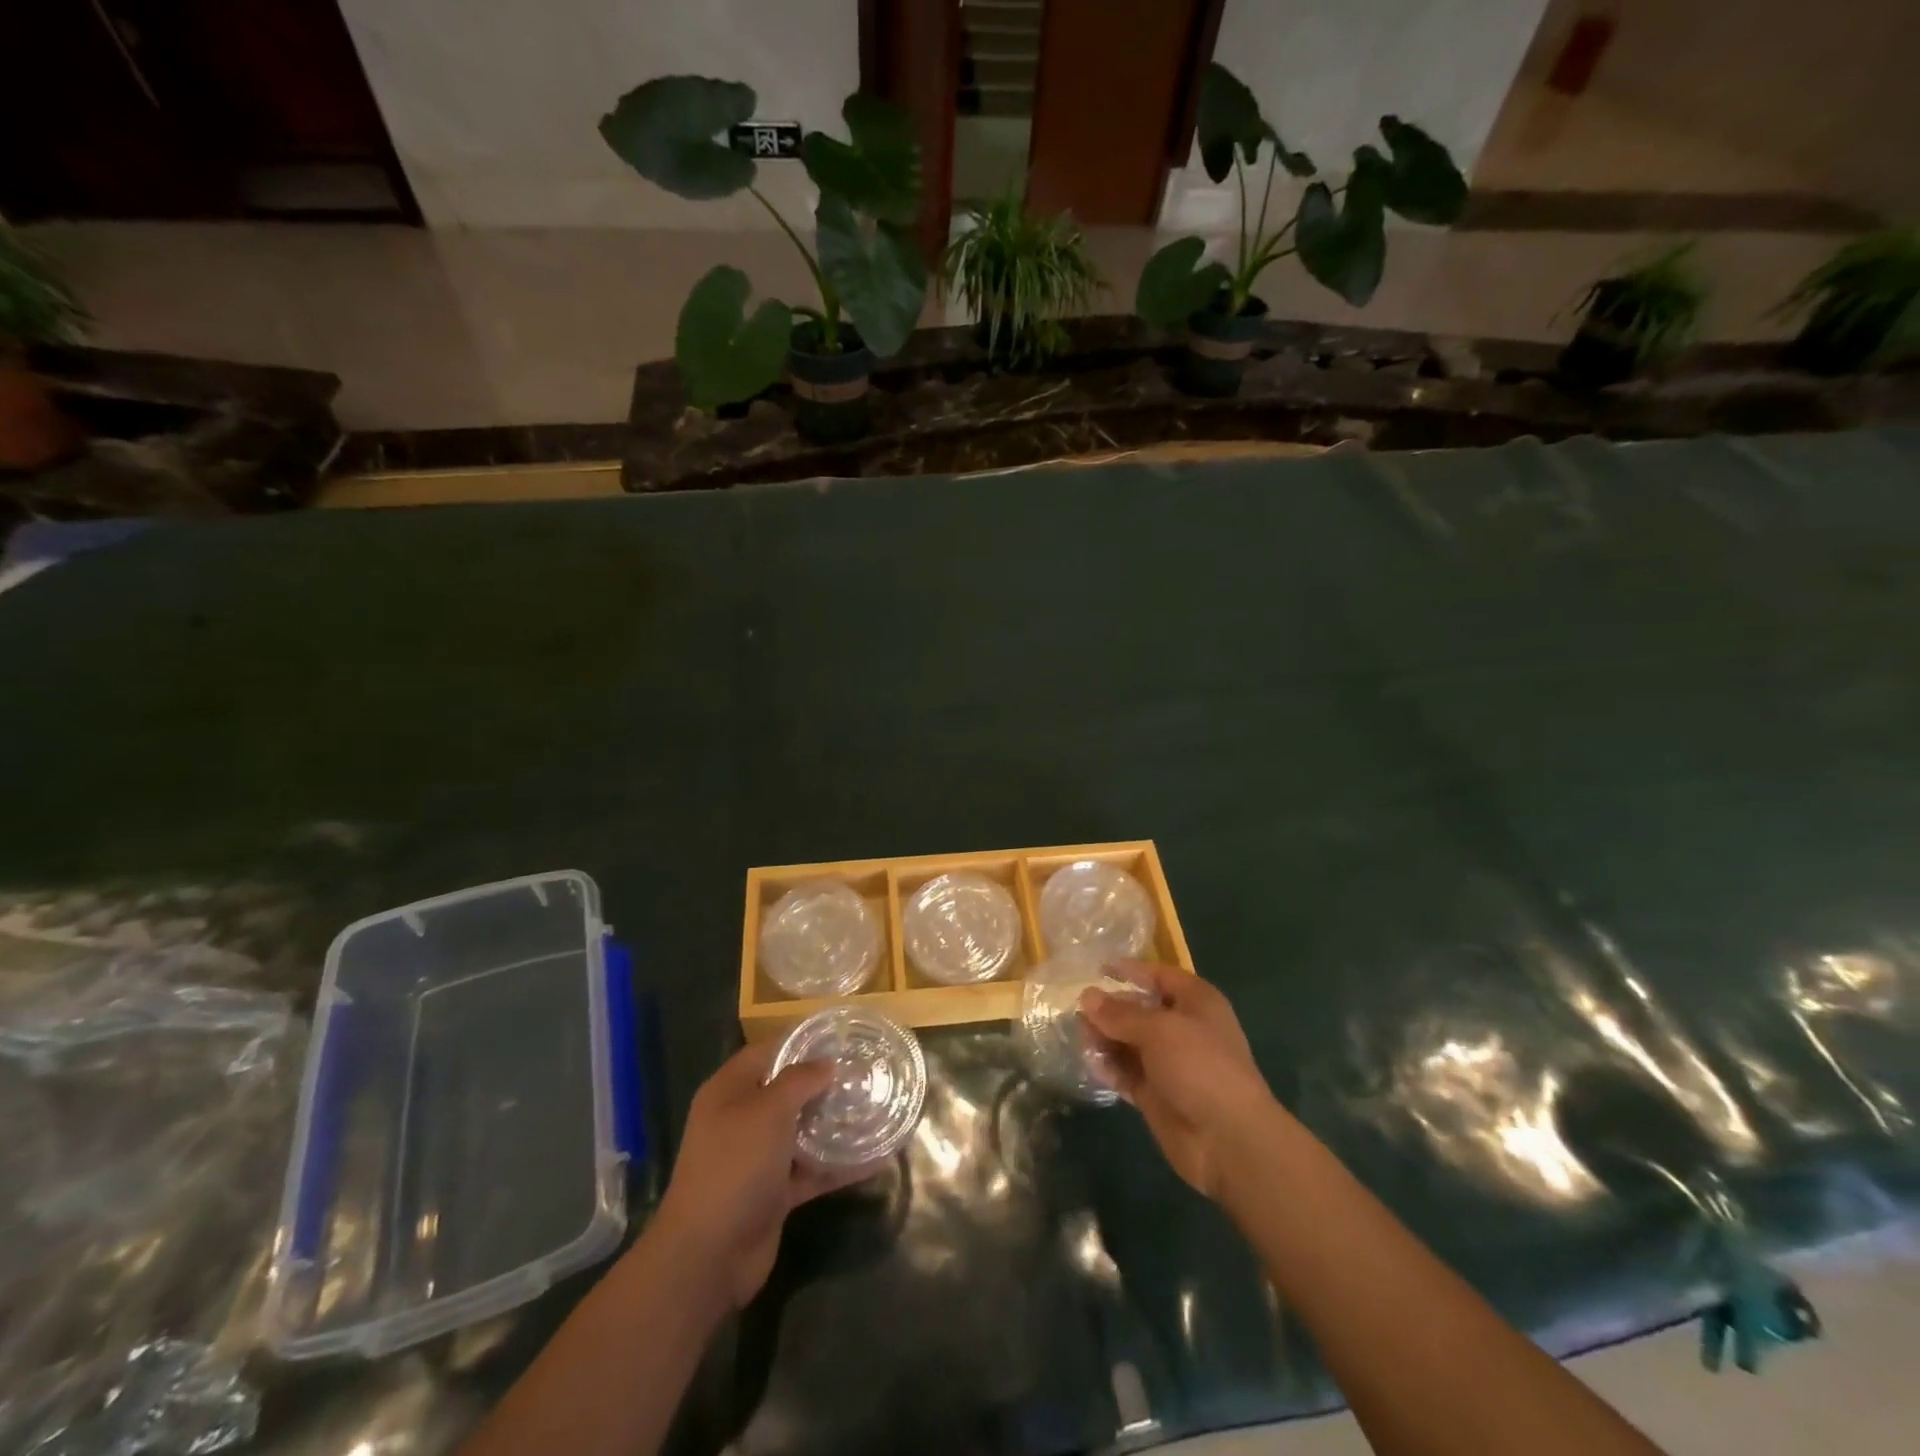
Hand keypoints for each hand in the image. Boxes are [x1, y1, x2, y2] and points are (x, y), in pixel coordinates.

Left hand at [651, 1040, 880, 1308]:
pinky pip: (812, 1170)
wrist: (708, 1256)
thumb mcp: (767, 1111)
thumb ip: (799, 1081)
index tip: (841, 1037)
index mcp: (730, 1090)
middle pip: (788, 1091)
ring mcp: (758, 1158)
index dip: (802, 1041)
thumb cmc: (734, 1166)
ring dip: (835, 1123)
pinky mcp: (774, 1192)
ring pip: (803, 1131)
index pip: (768, 1051)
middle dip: (824, 1082)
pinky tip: (876, 1158)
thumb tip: (827, 1064)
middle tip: (866, 1072)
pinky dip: (839, 1165)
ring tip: (876, 1107)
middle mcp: (742, 1119)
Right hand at [1080, 963, 1276, 1198]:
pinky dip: (1110, 1066)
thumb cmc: (1200, 1067)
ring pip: (1129, 1042)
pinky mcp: (1156, 1093)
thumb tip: (1087, 996)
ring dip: (1106, 1038)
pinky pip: (1126, 1072)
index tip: (1097, 969)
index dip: (1130, 971)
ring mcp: (1169, 1063)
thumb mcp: (1159, 1030)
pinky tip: (1092, 1063)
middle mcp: (1183, 1028)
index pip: (1159, 976)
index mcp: (1196, 1002)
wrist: (1229, 1140)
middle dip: (1111, 1009)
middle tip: (1079, 1011)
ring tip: (1082, 1038)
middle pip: (1140, 1009)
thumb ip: (1120, 1014)